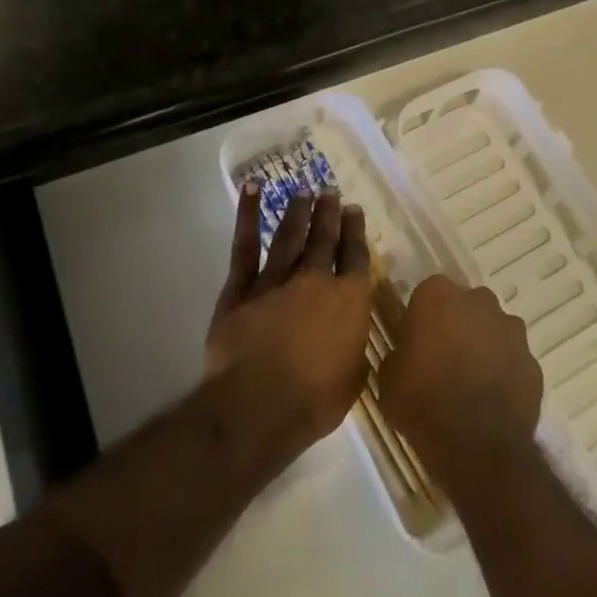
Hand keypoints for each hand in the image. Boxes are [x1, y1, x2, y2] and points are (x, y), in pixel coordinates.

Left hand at [206, 182, 373, 449]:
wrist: (257, 406)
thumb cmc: (313, 402)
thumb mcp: (352, 380)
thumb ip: (354, 352)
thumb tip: (352, 342)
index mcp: (349, 301)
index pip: (355, 257)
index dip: (355, 232)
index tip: (354, 211)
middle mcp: (315, 281)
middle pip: (324, 239)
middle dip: (329, 213)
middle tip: (330, 191)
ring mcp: (276, 280)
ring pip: (289, 237)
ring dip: (298, 212)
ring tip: (304, 191)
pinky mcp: (241, 288)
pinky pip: (245, 246)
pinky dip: (247, 216)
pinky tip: (252, 190)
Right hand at [378, 274, 542, 488]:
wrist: (476, 445)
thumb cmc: (422, 401)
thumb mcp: (388, 377)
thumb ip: (400, 353)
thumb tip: (409, 355)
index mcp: (438, 295)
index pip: (428, 294)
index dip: (422, 318)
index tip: (416, 342)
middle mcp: (478, 301)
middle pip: (466, 306)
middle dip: (457, 325)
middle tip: (443, 359)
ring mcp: (511, 329)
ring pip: (494, 330)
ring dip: (484, 346)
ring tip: (470, 383)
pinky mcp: (533, 361)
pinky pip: (513, 360)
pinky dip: (505, 373)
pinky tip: (492, 400)